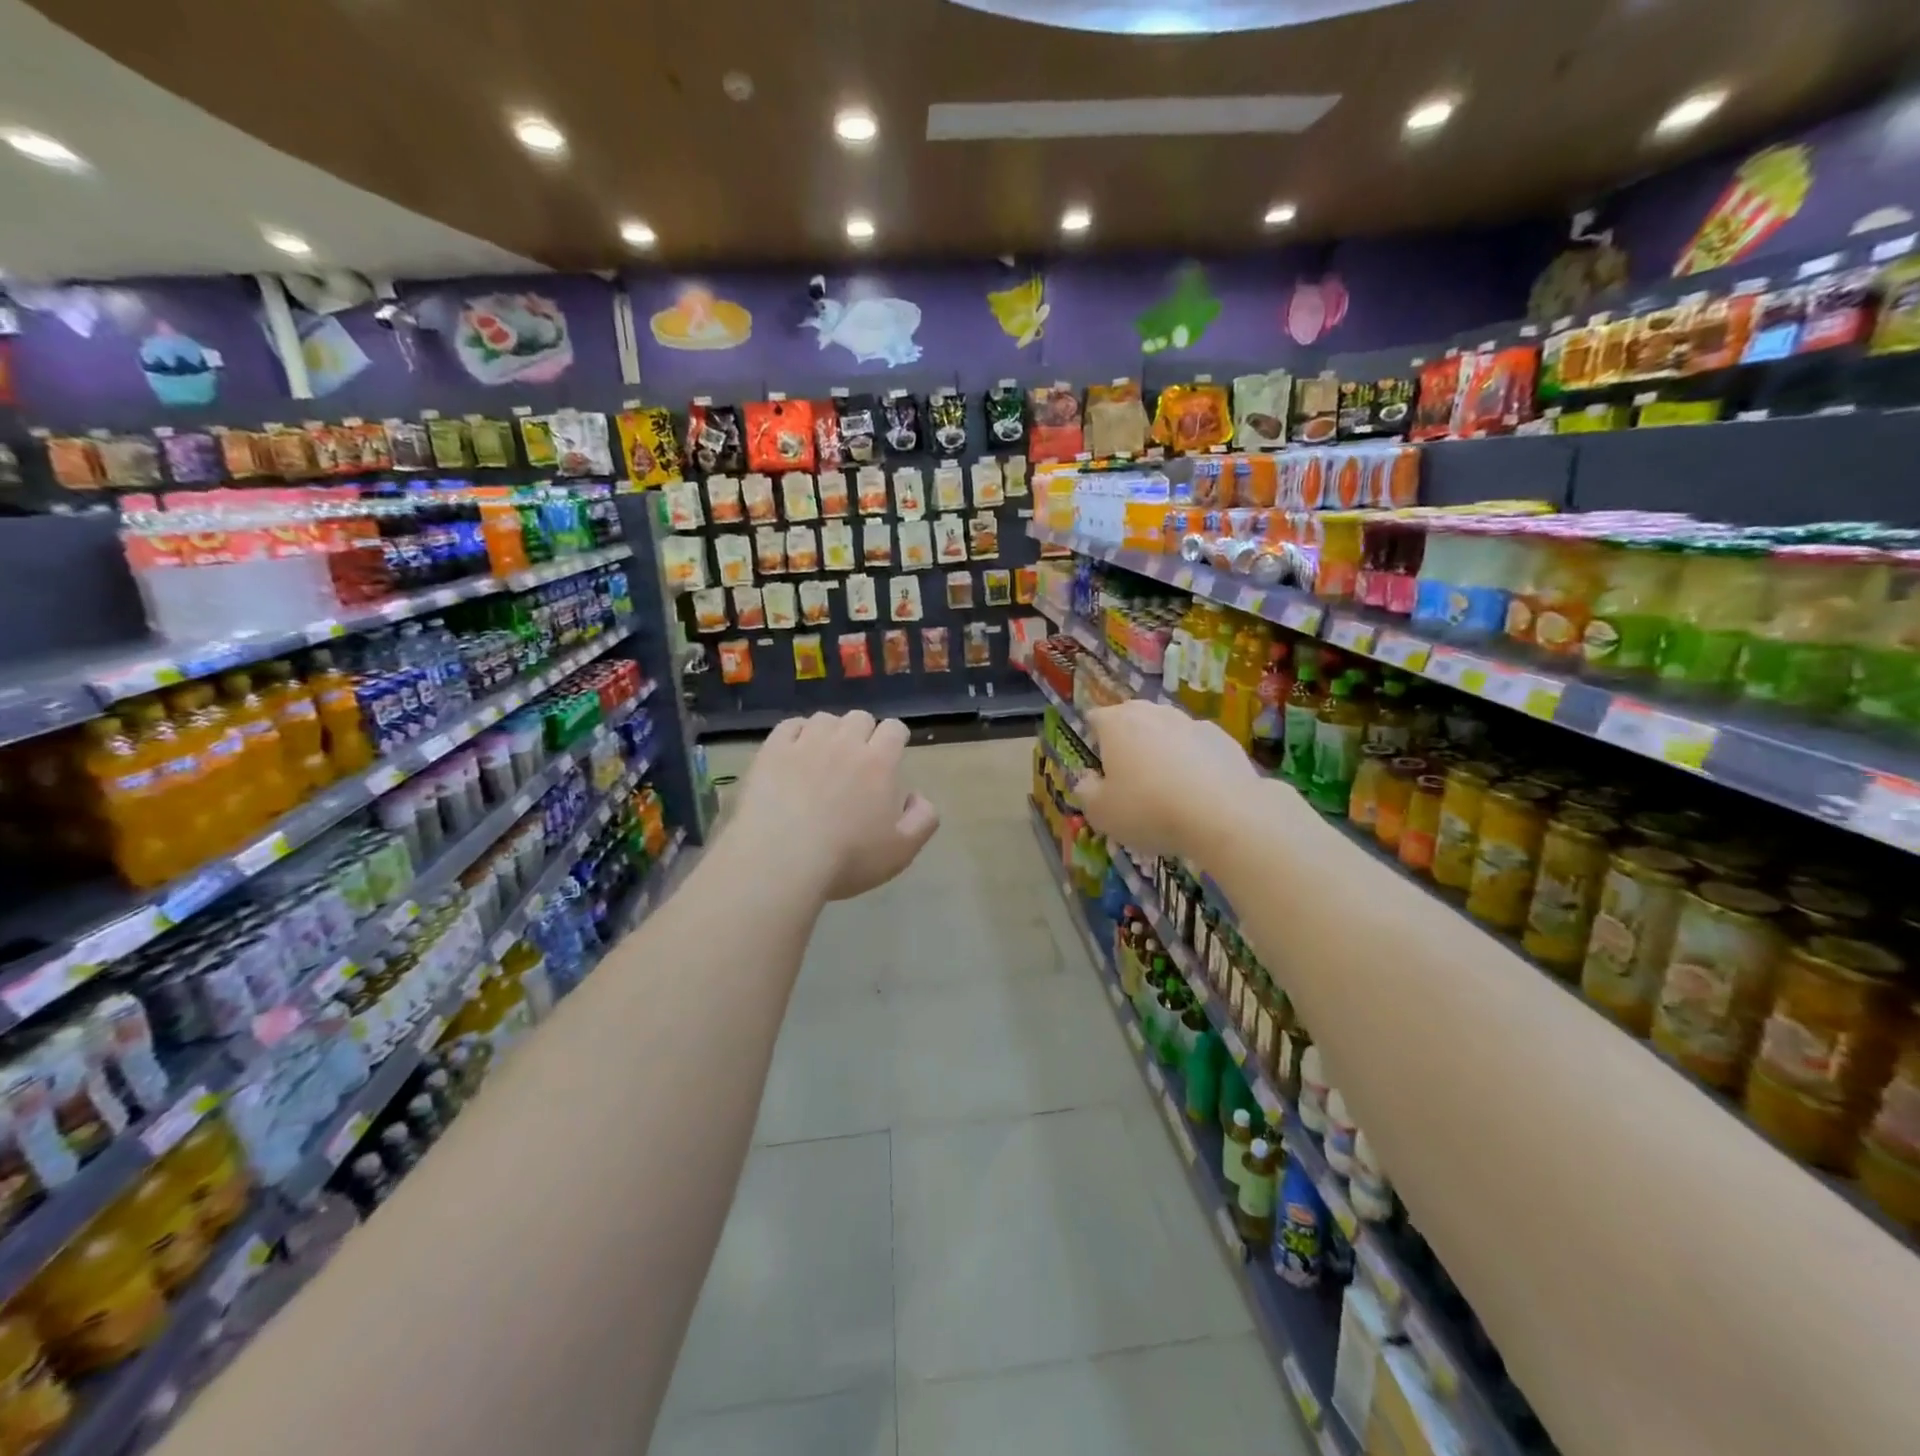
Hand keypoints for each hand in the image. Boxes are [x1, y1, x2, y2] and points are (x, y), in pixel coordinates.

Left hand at [732, 711, 940, 900]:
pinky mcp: (772, 751)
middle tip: (858, 758)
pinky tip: (795, 751)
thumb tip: (917, 796)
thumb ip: (923, 819)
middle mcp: (844, 743)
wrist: (780, 862)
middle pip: (860, 717)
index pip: (894, 729)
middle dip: (864, 732)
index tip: (892, 752)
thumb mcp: (902, 851)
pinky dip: (797, 732)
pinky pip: (789, 726)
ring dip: (831, 731)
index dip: (896, 737)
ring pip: (824, 719)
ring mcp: (805, 744)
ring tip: (824, 754)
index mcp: (879, 763)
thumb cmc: (847, 859)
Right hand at [1074, 700, 1260, 861]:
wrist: (1224, 814)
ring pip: (1167, 729)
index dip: (1093, 739)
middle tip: (1130, 773)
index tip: (1099, 764)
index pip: (1095, 718)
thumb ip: (1086, 791)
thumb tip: (1087, 779)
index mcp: (1116, 724)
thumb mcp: (1101, 812)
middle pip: (1132, 717)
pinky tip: (1198, 789)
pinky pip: (1198, 745)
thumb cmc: (1149, 810)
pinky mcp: (1223, 738)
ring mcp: (1191, 722)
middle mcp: (1152, 713)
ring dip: (1162, 747)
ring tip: (1166, 784)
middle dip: (1128, 738)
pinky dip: (1194, 760)